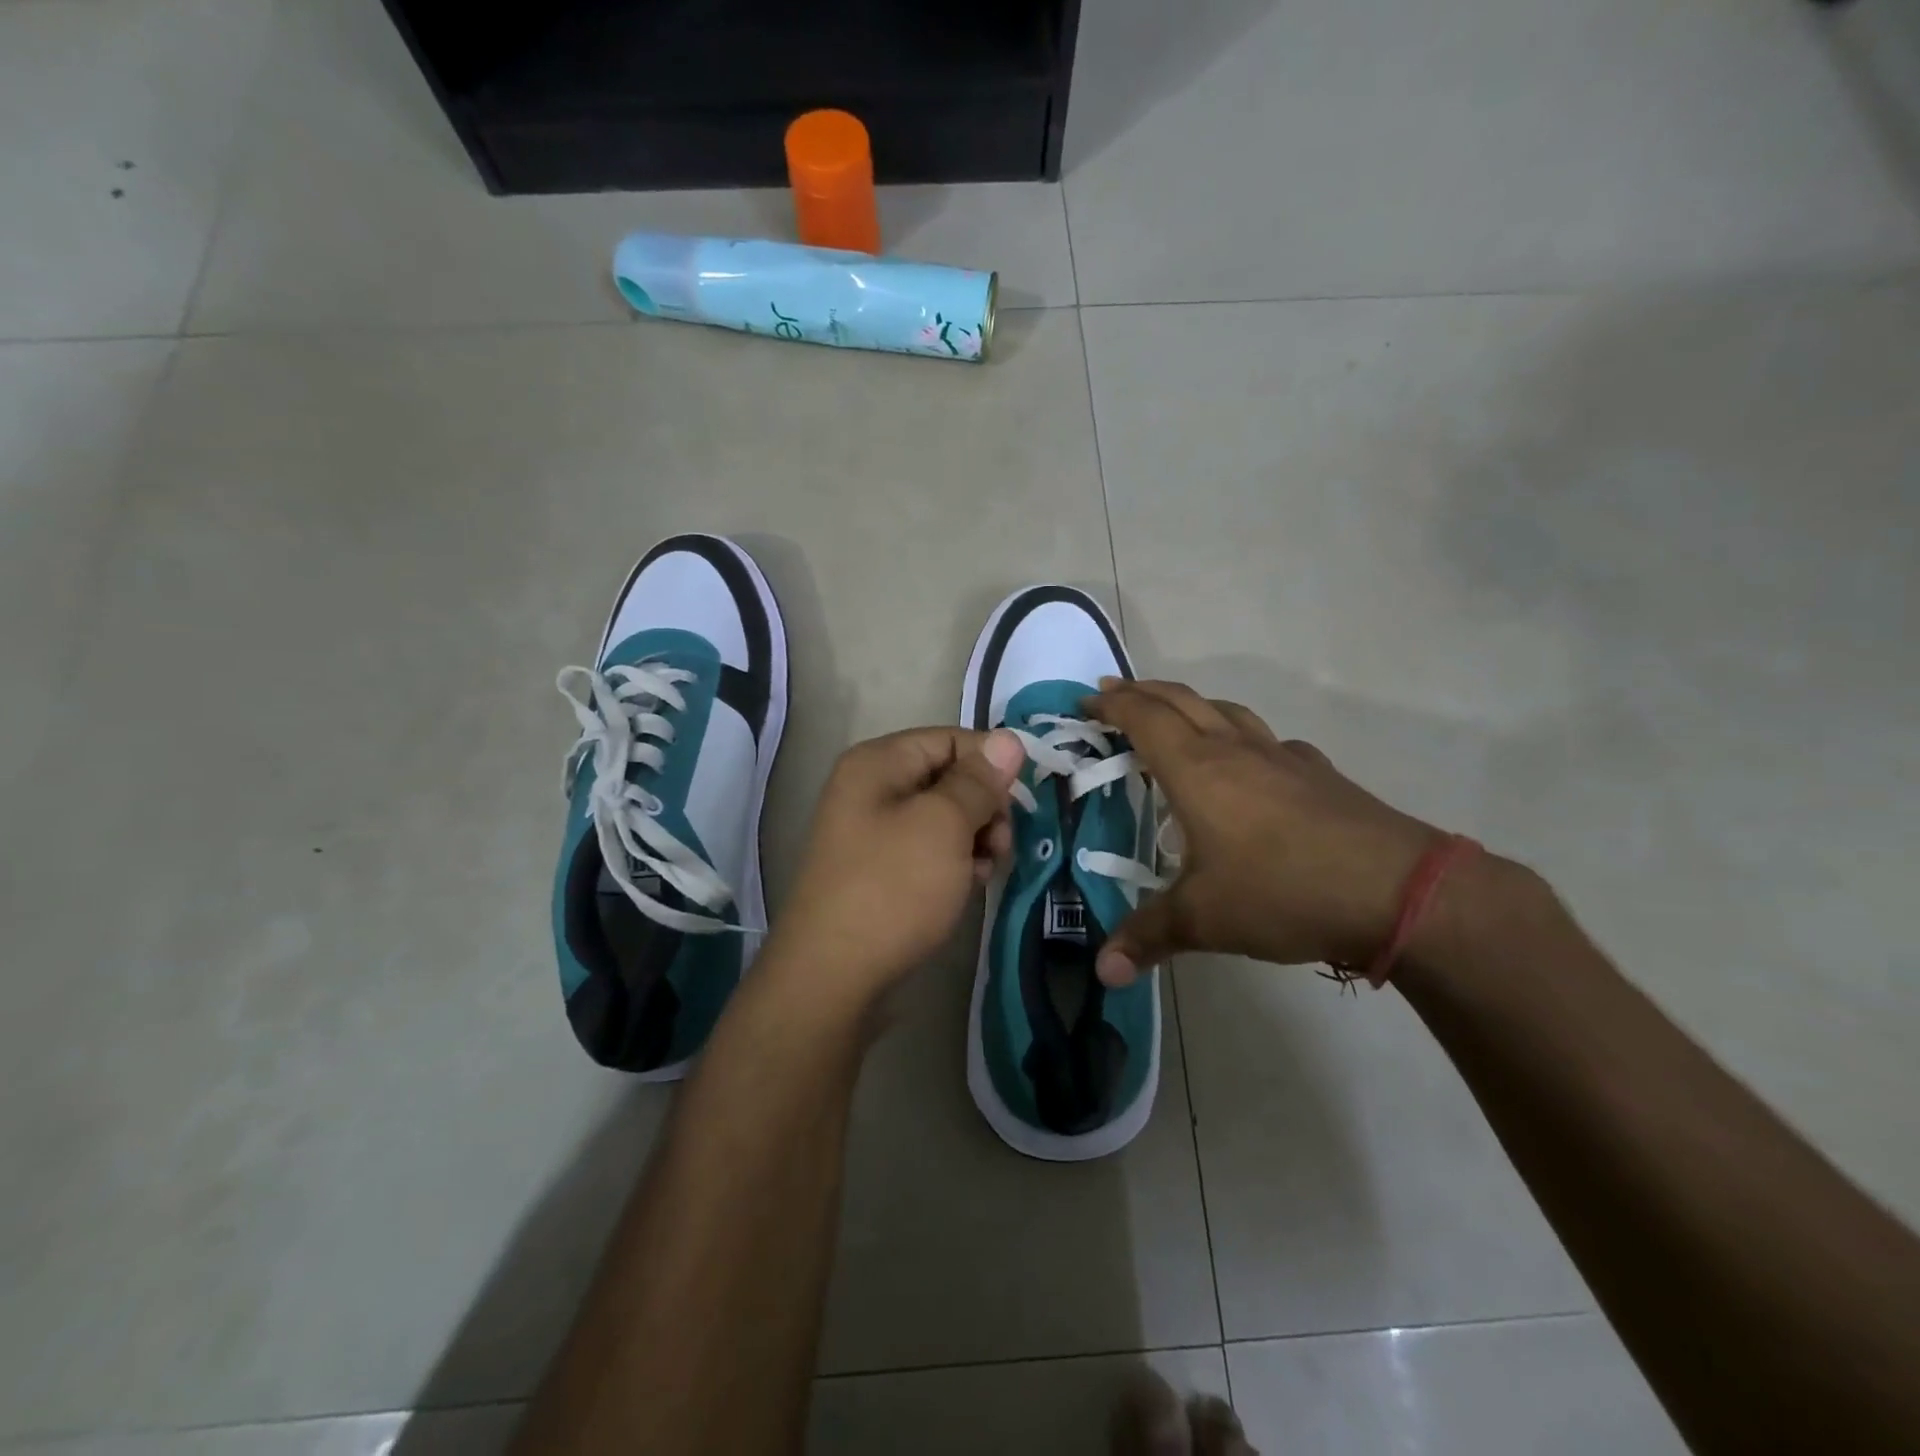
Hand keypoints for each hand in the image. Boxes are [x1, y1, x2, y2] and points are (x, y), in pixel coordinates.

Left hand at [763, 726, 1026, 1005]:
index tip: (1024, 799)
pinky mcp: (879, 871)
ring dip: (974, 838)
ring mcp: (872, 832)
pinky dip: (954, 863)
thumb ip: (979, 780)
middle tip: (1001, 844)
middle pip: (948, 777)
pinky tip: (967, 887)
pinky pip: (929, 850)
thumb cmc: (893, 888)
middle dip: (985, 806)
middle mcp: (870, 789)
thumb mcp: (944, 825)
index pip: (950, 739)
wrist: (833, 976)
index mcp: (878, 763)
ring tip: (985, 870)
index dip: (991, 762)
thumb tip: (1010, 738)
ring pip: (943, 818)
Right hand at [1085, 679, 1442, 984]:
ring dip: (1190, 704)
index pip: (1143, 718)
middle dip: (1142, 692)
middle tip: (1113, 692)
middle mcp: (1235, 750)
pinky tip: (1247, 764)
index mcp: (1197, 769)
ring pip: (1225, 711)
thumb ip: (1147, 937)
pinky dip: (1240, 736)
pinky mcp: (1317, 773)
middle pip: (1181, 700)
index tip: (1086, 701)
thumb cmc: (1283, 892)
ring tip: (1172, 716)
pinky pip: (1266, 740)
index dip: (1111, 704)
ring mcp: (1281, 757)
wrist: (1397, 891)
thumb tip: (1101, 972)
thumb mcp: (1204, 919)